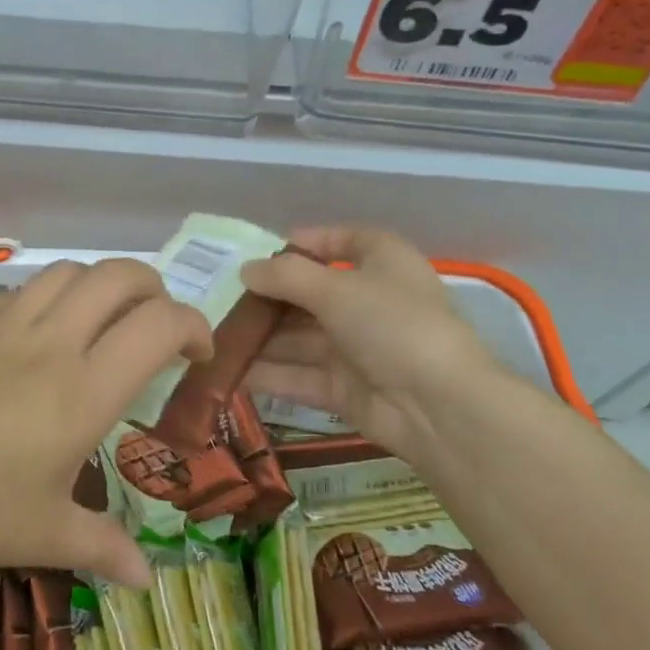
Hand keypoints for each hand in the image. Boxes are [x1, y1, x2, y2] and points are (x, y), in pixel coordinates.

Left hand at [0, 258, 210, 588]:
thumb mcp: (41, 533)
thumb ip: (102, 548)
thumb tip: (145, 580)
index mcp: (85, 390)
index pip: (159, 325)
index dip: (193, 327)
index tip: (195, 355)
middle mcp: (55, 341)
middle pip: (120, 276)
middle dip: (154, 288)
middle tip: (155, 323)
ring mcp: (8, 322)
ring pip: (71, 271)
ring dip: (100, 285)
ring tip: (101, 319)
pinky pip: (23, 289)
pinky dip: (50, 296)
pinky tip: (39, 332)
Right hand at [240, 225, 505, 465]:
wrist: (439, 407)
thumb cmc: (392, 324)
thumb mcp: (337, 287)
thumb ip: (286, 275)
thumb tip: (246, 270)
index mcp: (383, 263)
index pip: (345, 241)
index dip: (307, 241)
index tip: (263, 249)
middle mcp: (369, 302)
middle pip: (310, 293)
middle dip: (267, 296)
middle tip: (218, 295)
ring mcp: (356, 348)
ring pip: (298, 338)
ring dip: (259, 337)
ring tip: (210, 334)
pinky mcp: (343, 388)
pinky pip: (297, 375)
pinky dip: (266, 373)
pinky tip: (225, 370)